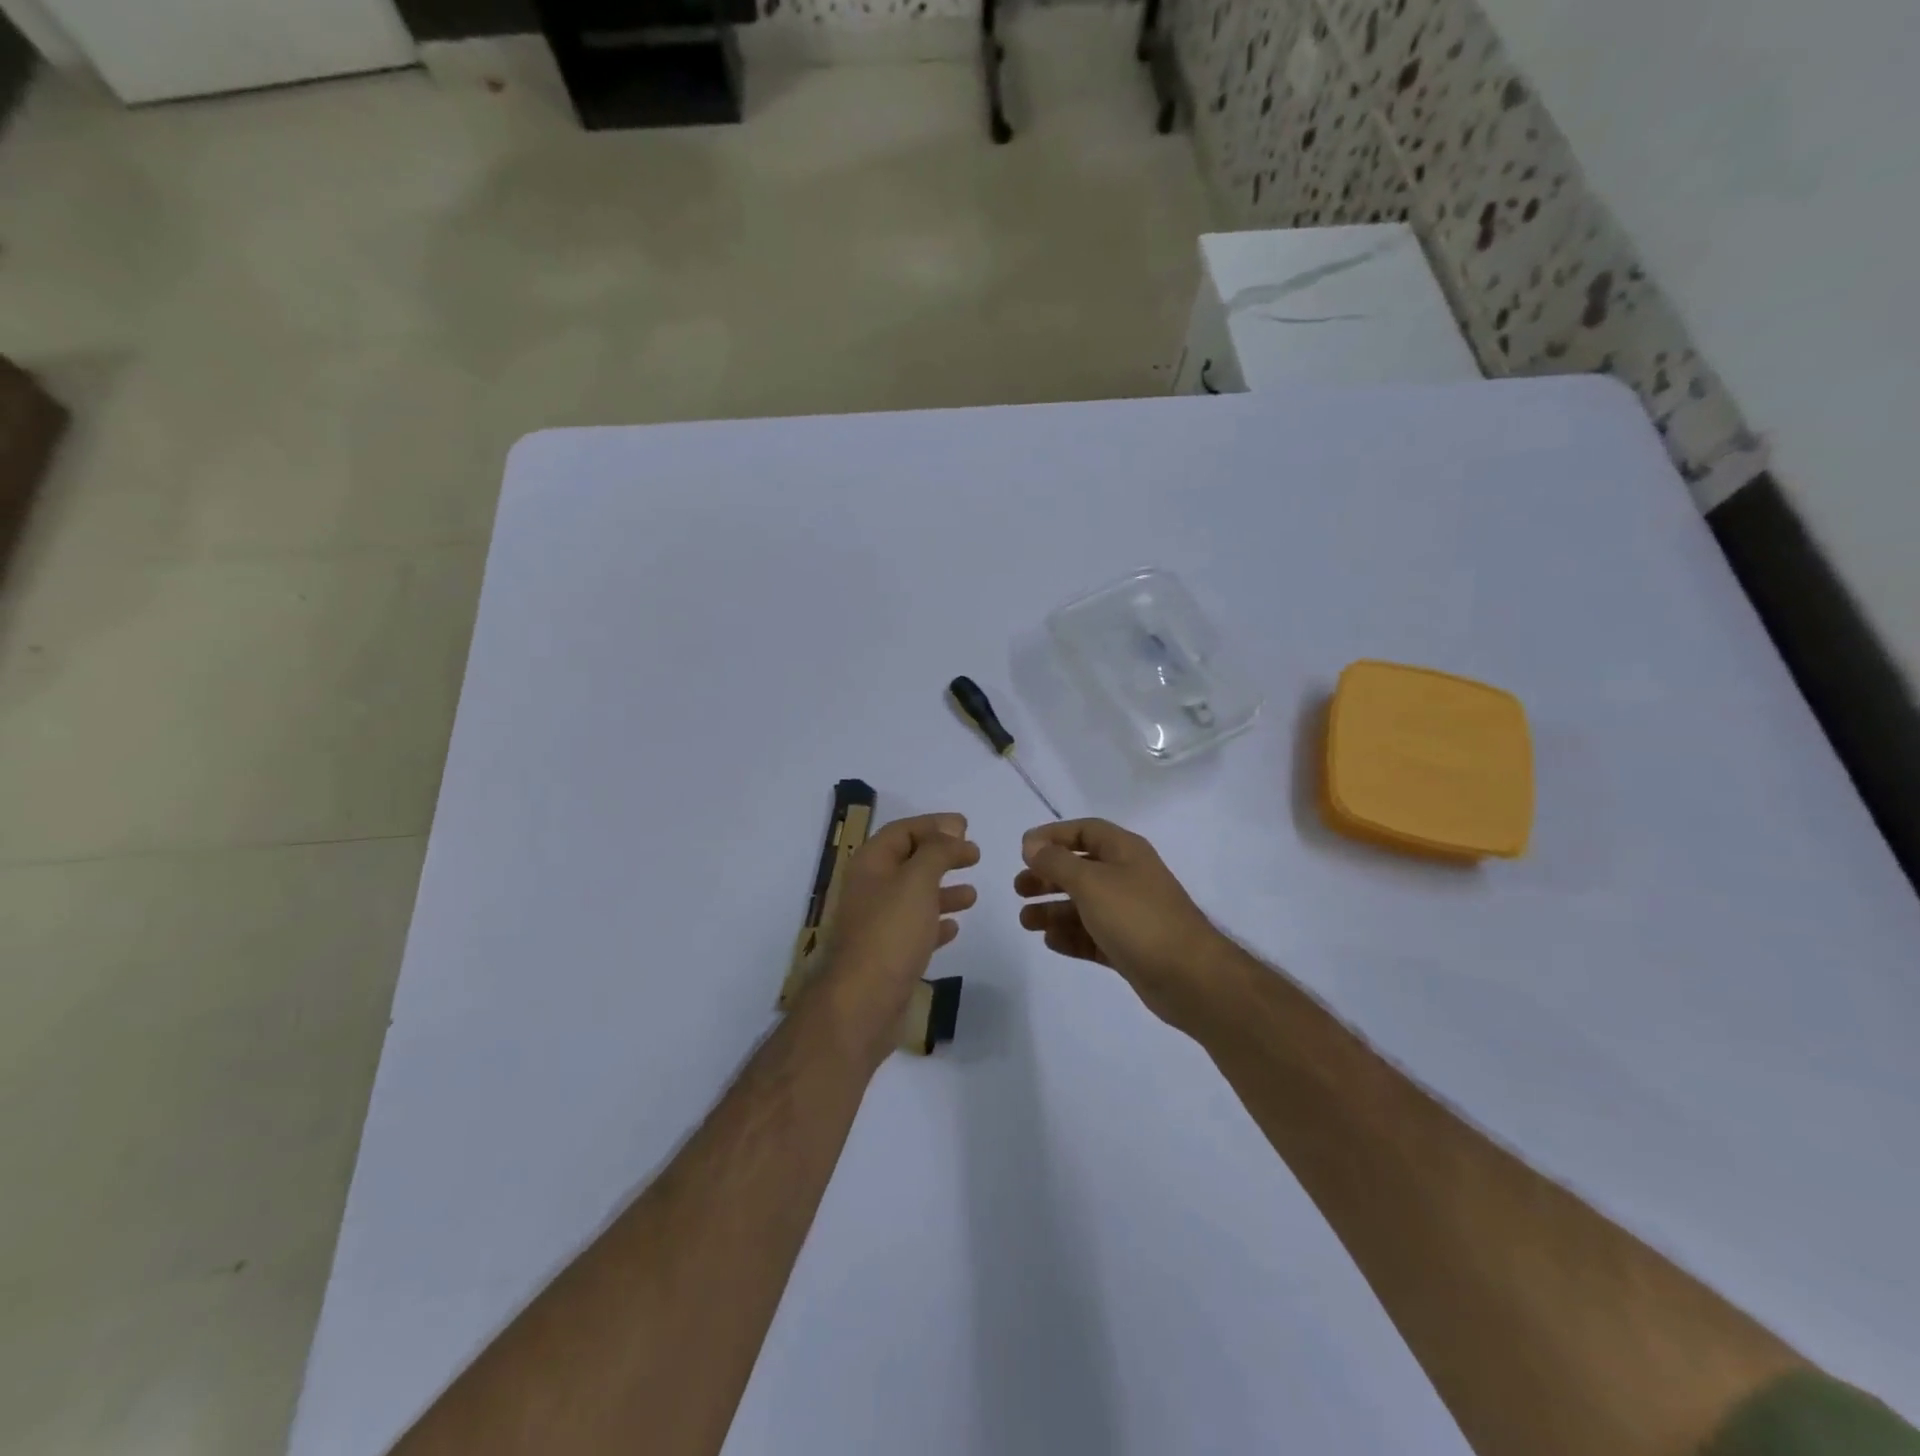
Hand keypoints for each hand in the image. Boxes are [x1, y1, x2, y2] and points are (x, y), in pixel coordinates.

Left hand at [821, 813, 979, 1057]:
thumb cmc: (890, 932)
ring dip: (943, 890)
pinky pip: (914, 929)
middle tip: (974, 855)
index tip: (966, 827)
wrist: (861, 1003)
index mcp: (870, 864)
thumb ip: (937, 851)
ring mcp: (876, 923)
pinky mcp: (886, 955)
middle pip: (909, 861)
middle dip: (942, 855)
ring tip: (972, 894)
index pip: (902, 831)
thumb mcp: (918, 880)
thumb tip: (952, 830)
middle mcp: (870, 889)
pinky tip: (954, 927)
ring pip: (914, 896)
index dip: (934, 825)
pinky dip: (935, 922)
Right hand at [1014, 818, 1232, 1029]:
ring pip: (1084, 905)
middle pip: (1081, 868)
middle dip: (1048, 877)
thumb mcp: (1091, 882)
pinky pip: (1093, 935)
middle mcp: (1128, 877)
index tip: (1023, 850)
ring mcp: (1130, 914)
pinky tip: (1050, 942)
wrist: (1189, 977)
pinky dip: (1071, 936)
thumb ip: (1057, 862)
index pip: (1085, 831)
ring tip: (1025, 922)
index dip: (1053, 836)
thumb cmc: (1137, 917)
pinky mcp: (1130, 947)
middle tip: (1019, 890)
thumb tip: (1031, 844)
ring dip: (1053, 910)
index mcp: (1125, 851)